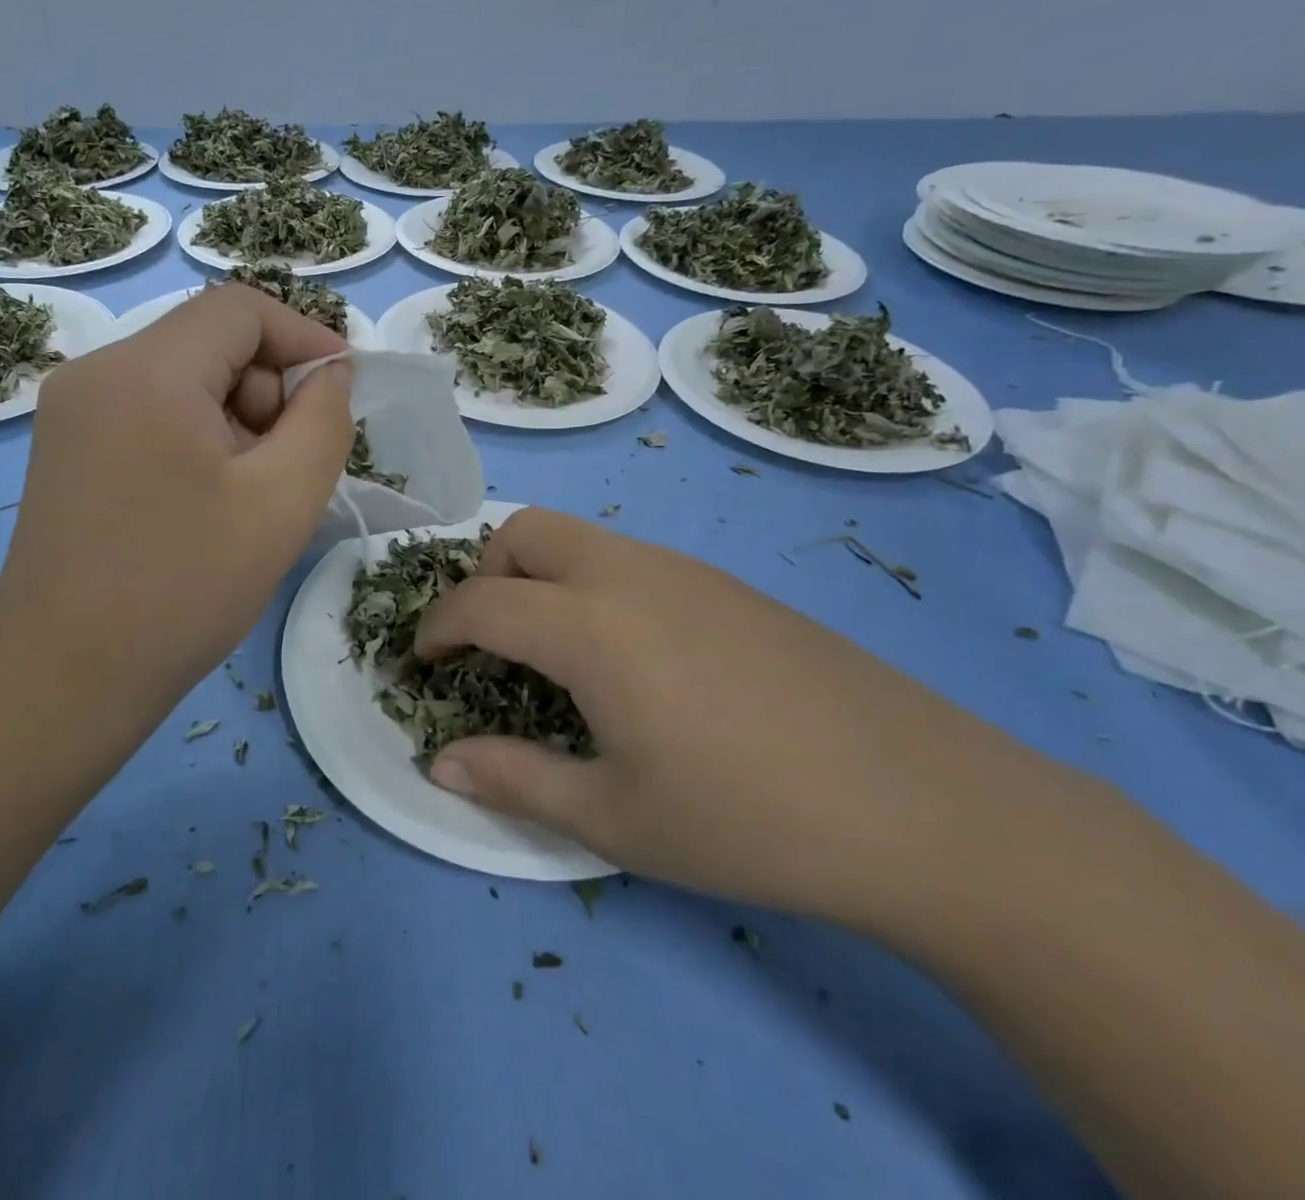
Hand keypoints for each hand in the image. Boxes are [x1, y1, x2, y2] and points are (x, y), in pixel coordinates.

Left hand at [0, 285, 353, 758]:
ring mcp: (71, 409)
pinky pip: (149, 411)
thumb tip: (329, 373)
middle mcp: (97, 370)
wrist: (66, 677)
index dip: (304, 337)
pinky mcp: (65, 446)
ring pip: (181, 378)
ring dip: (234, 419)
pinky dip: (195, 437)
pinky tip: (203, 501)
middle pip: (209, 342)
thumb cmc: (183, 588)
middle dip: (266, 390)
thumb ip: (323, 419)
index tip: (342, 390)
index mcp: (146, 370)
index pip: (240, 309)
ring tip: (245, 496)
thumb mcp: (282, 501)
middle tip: (287, 467)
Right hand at [415, 508, 1043, 932]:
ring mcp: (685, 570)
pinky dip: (590, 583)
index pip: (479, 602)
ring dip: (537, 574)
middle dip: (483, 576)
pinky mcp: (728, 585)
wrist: (930, 810)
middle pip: (523, 531)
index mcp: (590, 625)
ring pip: (578, 536)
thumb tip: (438, 762)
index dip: (436, 630)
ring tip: (551, 651)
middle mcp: (629, 573)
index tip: (421, 663)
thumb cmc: (751, 820)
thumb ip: (514, 779)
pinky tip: (628, 656)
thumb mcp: (615, 818)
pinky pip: (627, 557)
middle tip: (487, 643)